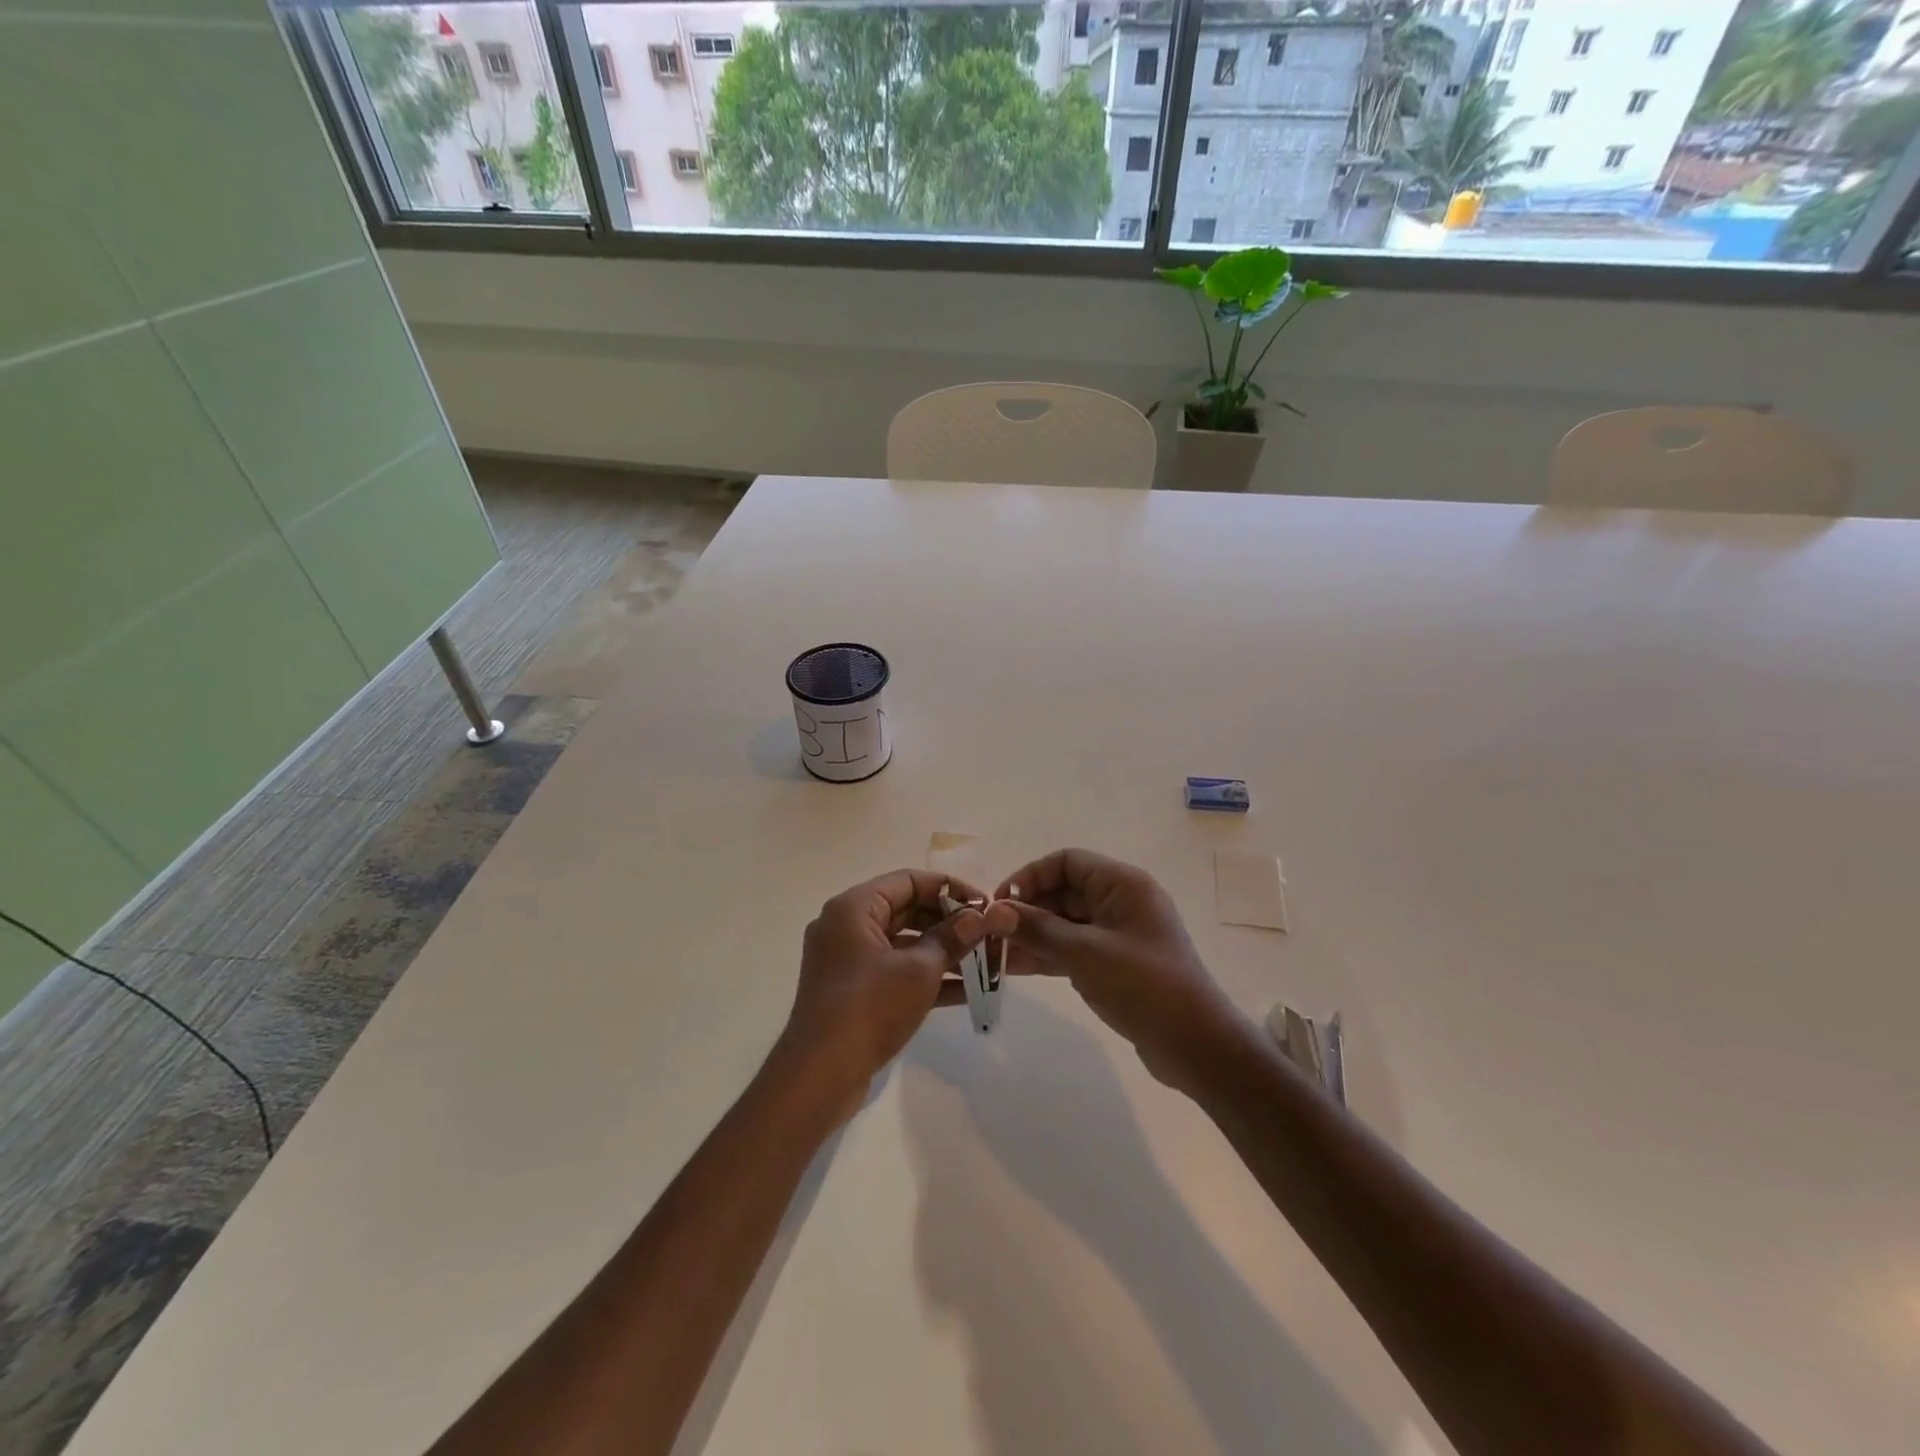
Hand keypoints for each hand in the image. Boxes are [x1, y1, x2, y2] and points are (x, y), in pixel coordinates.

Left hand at [774, 869, 1017, 1119]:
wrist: (819, 1076)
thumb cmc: (869, 1007)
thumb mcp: (919, 970)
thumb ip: (951, 939)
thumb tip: (979, 918)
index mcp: (854, 908)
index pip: (908, 881)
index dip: (949, 888)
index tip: (983, 903)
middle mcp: (846, 926)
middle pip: (906, 910)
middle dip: (949, 922)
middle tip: (987, 934)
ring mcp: (848, 961)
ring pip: (904, 944)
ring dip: (943, 951)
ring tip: (986, 961)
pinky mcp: (854, 992)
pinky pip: (896, 971)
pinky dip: (927, 977)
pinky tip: (967, 990)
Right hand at [996, 849, 1252, 1096]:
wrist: (1195, 1045)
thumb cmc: (1143, 985)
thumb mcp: (1085, 953)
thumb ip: (1038, 929)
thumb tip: (996, 912)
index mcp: (1122, 884)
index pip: (1067, 862)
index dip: (1030, 877)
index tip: (999, 904)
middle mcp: (1121, 901)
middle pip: (1063, 892)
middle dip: (1026, 911)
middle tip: (990, 934)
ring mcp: (1119, 934)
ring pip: (1065, 923)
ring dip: (1032, 936)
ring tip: (994, 956)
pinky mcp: (1117, 964)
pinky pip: (1074, 948)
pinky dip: (1048, 955)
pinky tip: (1016, 969)